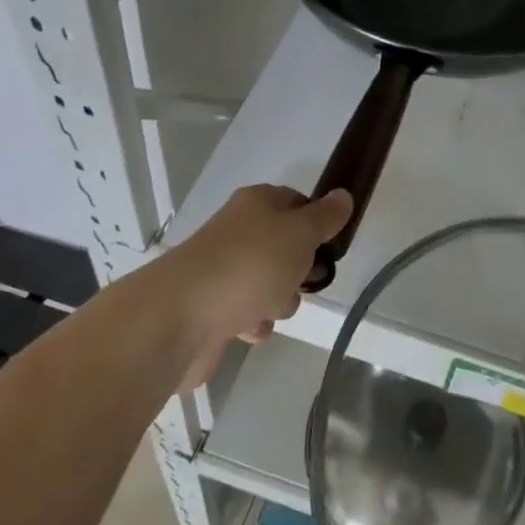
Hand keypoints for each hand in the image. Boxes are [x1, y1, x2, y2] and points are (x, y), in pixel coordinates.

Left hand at [165, 186, 351, 387]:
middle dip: (299, 269)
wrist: (181, 317)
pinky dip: (253, 323)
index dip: (316, 222)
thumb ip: (325, 217)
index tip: (330, 245)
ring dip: (278, 301)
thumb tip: (343, 195)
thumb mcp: (300, 234)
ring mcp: (222, 269)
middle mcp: (237, 231)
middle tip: (302, 279)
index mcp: (256, 204)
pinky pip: (246, 313)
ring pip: (269, 283)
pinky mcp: (211, 307)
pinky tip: (248, 329)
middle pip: (285, 247)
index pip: (296, 202)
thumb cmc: (250, 265)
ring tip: (269, 308)